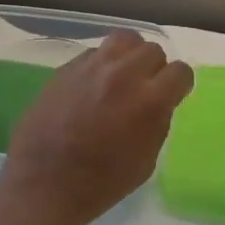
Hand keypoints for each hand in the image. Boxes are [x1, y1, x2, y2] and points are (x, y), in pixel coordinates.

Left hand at [0, 31, 194, 224]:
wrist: (44, 185)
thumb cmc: (101, 183)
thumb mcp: (146, 160)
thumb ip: (157, 122)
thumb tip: (157, 104)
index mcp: (150, 100)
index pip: (180, 72)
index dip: (179, 85)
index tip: (172, 96)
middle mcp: (123, 74)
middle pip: (152, 50)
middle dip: (155, 68)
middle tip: (145, 89)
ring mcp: (91, 66)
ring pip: (123, 40)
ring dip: (129, 56)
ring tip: (122, 77)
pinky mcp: (66, 68)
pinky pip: (94, 53)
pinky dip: (101, 64)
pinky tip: (93, 86)